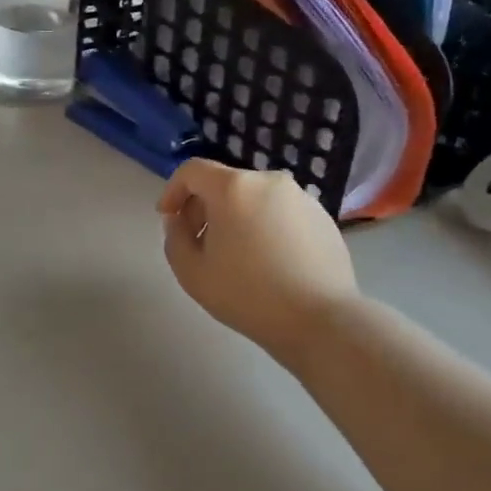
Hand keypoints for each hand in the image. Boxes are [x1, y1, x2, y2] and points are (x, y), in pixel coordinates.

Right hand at [158, 160, 358, 362]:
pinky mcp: (322, 217)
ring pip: (254, 199)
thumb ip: (174, 237)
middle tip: (199, 244)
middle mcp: (269, 181)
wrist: (320, 319)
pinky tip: (268, 263)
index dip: (173, 190)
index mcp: (234, 187)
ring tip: (235, 257)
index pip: (192, 170)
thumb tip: (180, 221)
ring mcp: (301, 197)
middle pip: (225, 184)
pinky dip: (265, 227)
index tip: (168, 218)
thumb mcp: (191, 272)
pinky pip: (280, 213)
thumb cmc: (247, 295)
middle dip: (204, 208)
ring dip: (236, 218)